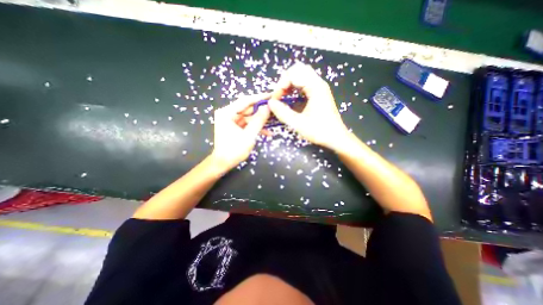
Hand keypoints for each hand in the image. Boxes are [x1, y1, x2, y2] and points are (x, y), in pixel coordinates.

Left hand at [211, 93, 271, 171]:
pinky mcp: (235, 126)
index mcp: (227, 113)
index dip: (260, 98)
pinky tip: (267, 132)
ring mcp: (231, 120)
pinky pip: (248, 123)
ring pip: (249, 116)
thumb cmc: (234, 150)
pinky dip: (256, 127)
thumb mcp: (249, 135)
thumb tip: (267, 107)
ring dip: (261, 120)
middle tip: (276, 108)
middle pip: (248, 108)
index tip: (272, 95)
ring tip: (274, 121)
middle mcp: (228, 113)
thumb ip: (258, 121)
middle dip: (262, 110)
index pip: (245, 100)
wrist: (223, 163)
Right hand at [268, 62, 351, 150]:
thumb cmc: (319, 131)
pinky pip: (305, 84)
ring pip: (301, 76)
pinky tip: (291, 99)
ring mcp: (319, 88)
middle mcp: (318, 84)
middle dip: (285, 81)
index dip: (281, 85)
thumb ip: (282, 113)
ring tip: (283, 97)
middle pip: (298, 70)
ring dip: (289, 84)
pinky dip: (295, 89)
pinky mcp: (319, 94)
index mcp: (315, 87)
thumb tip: (270, 103)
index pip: (293, 74)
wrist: (336, 138)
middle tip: (279, 95)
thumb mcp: (298, 124)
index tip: (276, 100)